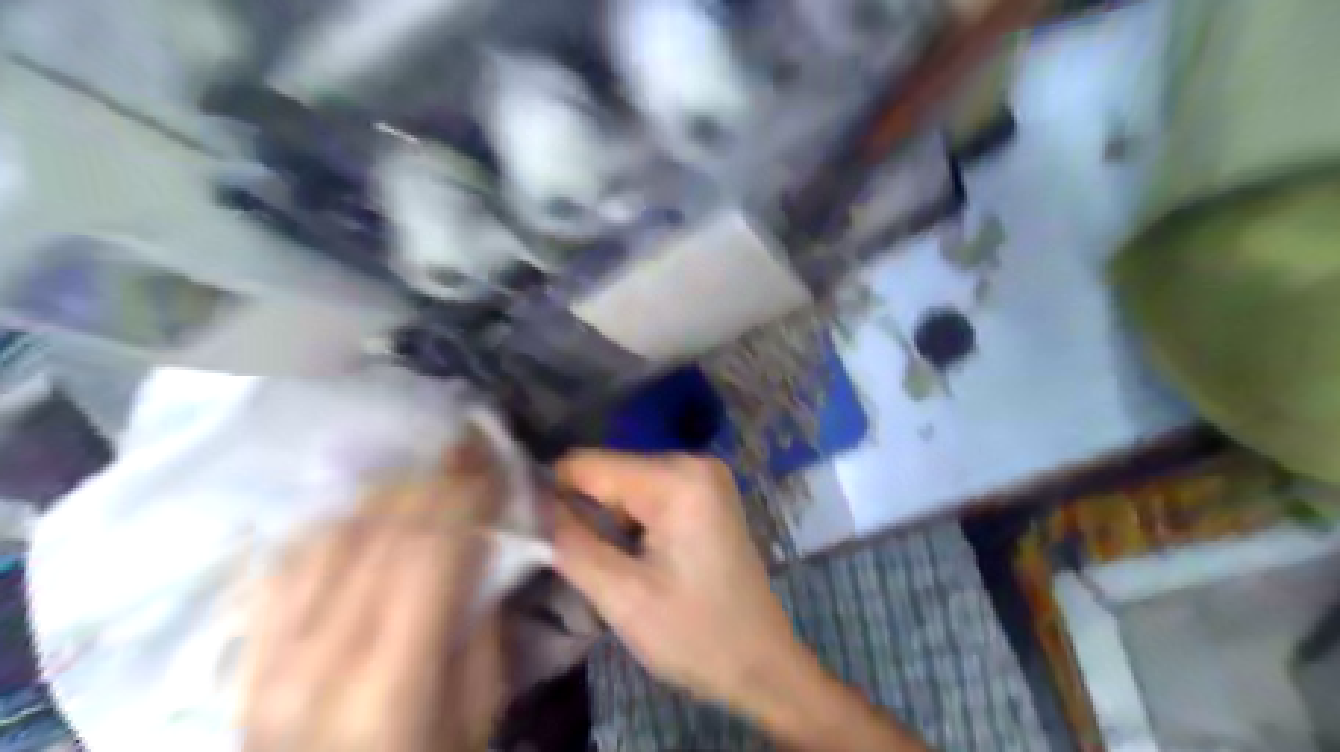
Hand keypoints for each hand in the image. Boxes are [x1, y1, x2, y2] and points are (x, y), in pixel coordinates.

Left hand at [240, 433, 506, 751]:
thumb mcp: (479, 711)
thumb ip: (484, 622)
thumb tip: (488, 543)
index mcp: (388, 683)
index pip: (430, 553)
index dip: (465, 493)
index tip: (492, 454)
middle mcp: (316, 659)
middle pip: (379, 533)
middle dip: (432, 477)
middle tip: (467, 441)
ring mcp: (267, 655)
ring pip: (329, 536)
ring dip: (386, 490)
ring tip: (426, 469)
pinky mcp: (246, 652)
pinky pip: (284, 560)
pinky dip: (333, 519)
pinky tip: (365, 504)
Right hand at [547, 450, 798, 712]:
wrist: (762, 663)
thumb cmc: (697, 634)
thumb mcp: (623, 596)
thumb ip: (569, 543)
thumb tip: (525, 504)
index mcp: (678, 479)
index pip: (588, 465)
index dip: (551, 494)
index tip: (529, 531)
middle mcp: (693, 462)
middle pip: (608, 473)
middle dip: (583, 511)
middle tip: (574, 560)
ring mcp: (703, 477)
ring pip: (624, 486)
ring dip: (605, 520)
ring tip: (607, 565)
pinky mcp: (705, 495)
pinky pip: (647, 496)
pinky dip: (628, 523)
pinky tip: (632, 558)